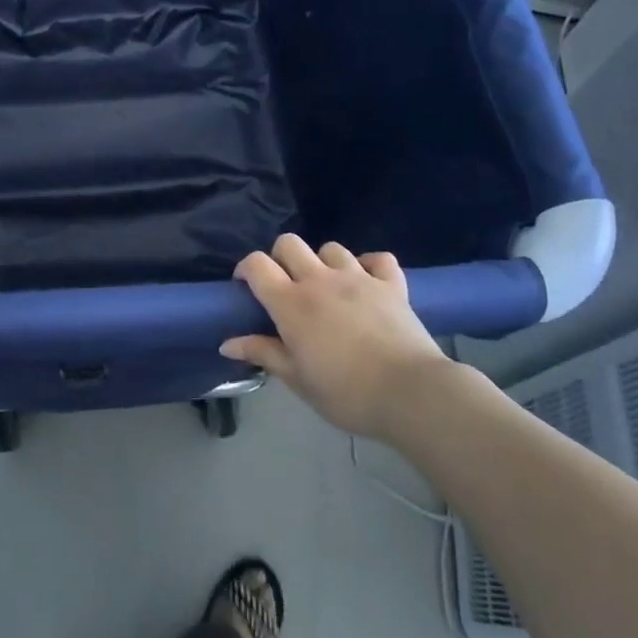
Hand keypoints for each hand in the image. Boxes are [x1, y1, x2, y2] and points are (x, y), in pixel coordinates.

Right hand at [222, 234, 451, 440]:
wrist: (411, 394)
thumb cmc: (346, 393)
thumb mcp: (298, 379)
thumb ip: (263, 354)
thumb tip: (227, 343)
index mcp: (291, 303)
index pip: (257, 265)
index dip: (245, 269)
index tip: (245, 287)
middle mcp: (320, 280)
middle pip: (289, 243)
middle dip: (280, 258)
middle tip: (284, 286)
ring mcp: (359, 277)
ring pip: (331, 248)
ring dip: (323, 262)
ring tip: (327, 287)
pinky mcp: (392, 284)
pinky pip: (378, 259)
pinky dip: (369, 265)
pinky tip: (367, 282)